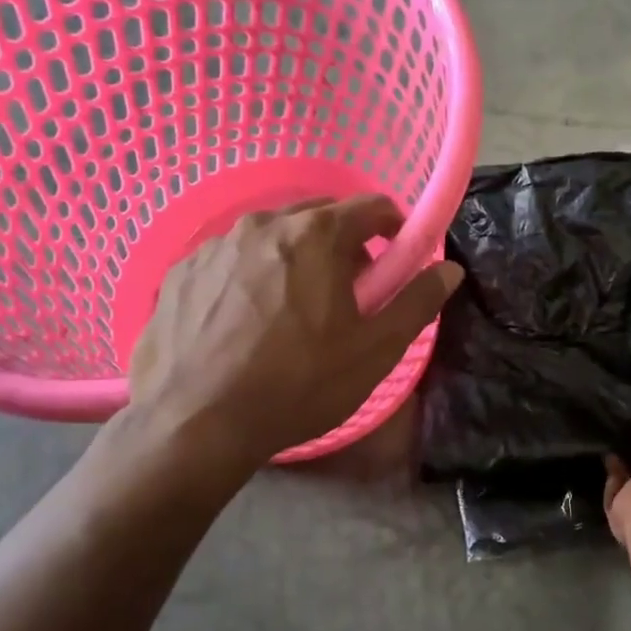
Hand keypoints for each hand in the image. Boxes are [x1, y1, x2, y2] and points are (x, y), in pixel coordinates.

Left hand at [125, 195, 462, 469]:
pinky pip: (232, 258)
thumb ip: (416, 302)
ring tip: (294, 309)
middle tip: (349, 291)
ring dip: (296, 257)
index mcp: (316, 235)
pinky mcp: (181, 271)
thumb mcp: (374, 351)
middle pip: (321, 216)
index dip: (394, 228)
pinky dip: (252, 274)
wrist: (195, 424)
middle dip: (344, 243)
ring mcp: (215, 245)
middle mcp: (263, 224)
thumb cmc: (298, 385)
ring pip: (273, 236)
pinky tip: (246, 320)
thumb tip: (449, 270)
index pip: (372, 206)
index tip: (395, 260)